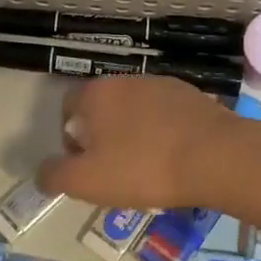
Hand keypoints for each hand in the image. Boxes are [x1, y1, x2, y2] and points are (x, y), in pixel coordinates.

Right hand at [37, 75, 237, 210]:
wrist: (216, 157)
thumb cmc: (142, 168)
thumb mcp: (86, 181)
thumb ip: (55, 175)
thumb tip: (43, 171)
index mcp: (96, 93)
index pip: (68, 108)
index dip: (70, 139)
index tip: (86, 167)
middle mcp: (127, 79)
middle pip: (102, 109)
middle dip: (103, 138)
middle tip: (115, 172)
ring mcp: (163, 84)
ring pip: (136, 112)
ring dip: (134, 135)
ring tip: (148, 169)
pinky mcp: (193, 96)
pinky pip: (166, 116)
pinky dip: (163, 134)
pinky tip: (174, 160)